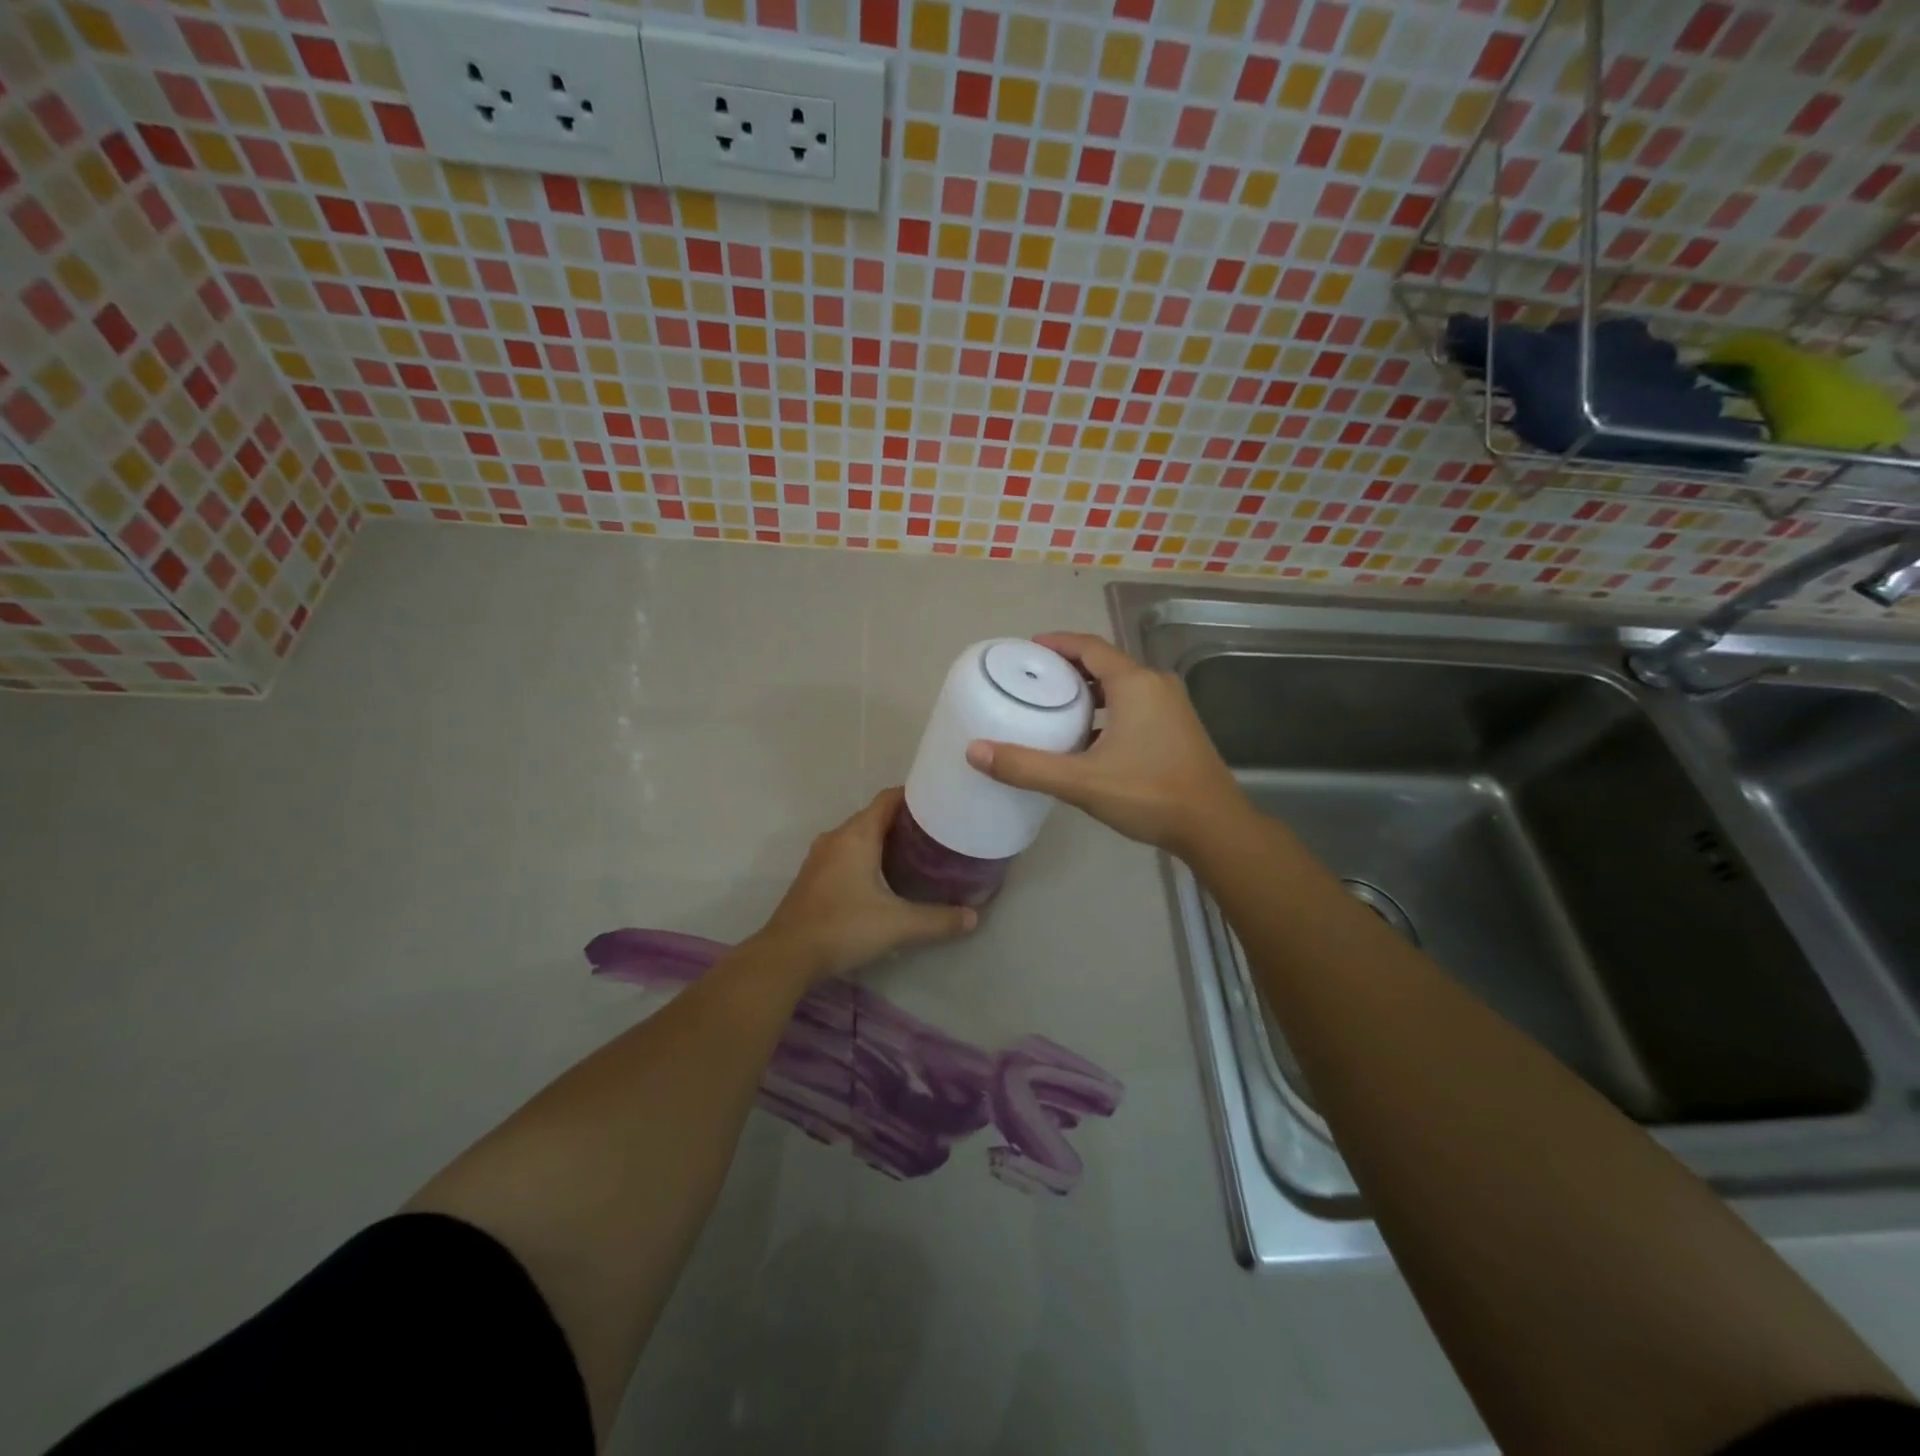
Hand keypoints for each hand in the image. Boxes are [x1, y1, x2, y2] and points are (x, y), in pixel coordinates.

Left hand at [754, 787, 977, 983]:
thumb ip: (938, 920)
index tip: (942, 802)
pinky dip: (869, 856)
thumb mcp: (898, 924)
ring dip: (886, 840)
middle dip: (906, 821)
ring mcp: (821, 857)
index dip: (915, 795)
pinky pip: (847, 854)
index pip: (889, 798)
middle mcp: (837, 837)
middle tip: (938, 832)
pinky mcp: (814, 877)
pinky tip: (886, 878)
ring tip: (918, 854)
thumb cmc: (843, 927)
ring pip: (860, 836)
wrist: (786, 956)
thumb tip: (974, 917)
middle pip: (875, 816)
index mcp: (857, 835)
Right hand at [965, 632, 1246, 856]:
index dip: (1057, 643)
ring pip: (1122, 686)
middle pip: (1105, 663)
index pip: (1089, 646)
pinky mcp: (1178, 728)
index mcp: (1134, 684)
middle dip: (1069, 667)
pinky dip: (1108, 710)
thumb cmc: (1149, 794)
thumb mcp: (1081, 782)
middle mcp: (1156, 685)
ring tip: (1055, 707)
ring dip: (1090, 691)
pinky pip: (1135, 704)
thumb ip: (1027, 766)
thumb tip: (975, 751)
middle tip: (1034, 680)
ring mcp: (1172, 706)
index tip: (1028, 649)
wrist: (1213, 826)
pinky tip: (1089, 738)